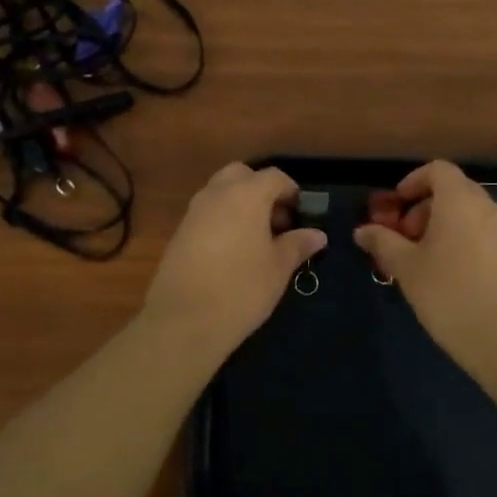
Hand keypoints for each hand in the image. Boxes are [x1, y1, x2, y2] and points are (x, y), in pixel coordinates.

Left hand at [139, 163, 325, 356]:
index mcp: (246, 195)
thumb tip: (317, 234)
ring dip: (240, 203)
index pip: (274, 176)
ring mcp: (194, 211)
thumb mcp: (278, 268)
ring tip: (256, 239)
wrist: (184, 320)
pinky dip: (222, 219)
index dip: (291, 192)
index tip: (300, 216)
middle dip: (261, 190)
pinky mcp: (179, 232)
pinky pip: (206, 212)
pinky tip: (231, 252)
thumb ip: (297, 245)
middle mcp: (217, 194)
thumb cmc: (242, 289)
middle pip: (242, 175)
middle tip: (276, 222)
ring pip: (220, 191)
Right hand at [354, 161, 496, 375]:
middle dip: (423, 208)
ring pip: (468, 215)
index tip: (396, 206)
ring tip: (421, 261)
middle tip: (403, 238)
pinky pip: (482, 234)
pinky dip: (461, 241)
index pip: (437, 169)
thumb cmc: (450, 295)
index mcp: (460, 201)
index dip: (413, 181)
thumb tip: (362, 230)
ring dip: (441, 227)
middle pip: (452, 191)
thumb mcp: (407, 267)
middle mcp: (487, 208)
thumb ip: (383, 242)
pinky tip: (447, 277)